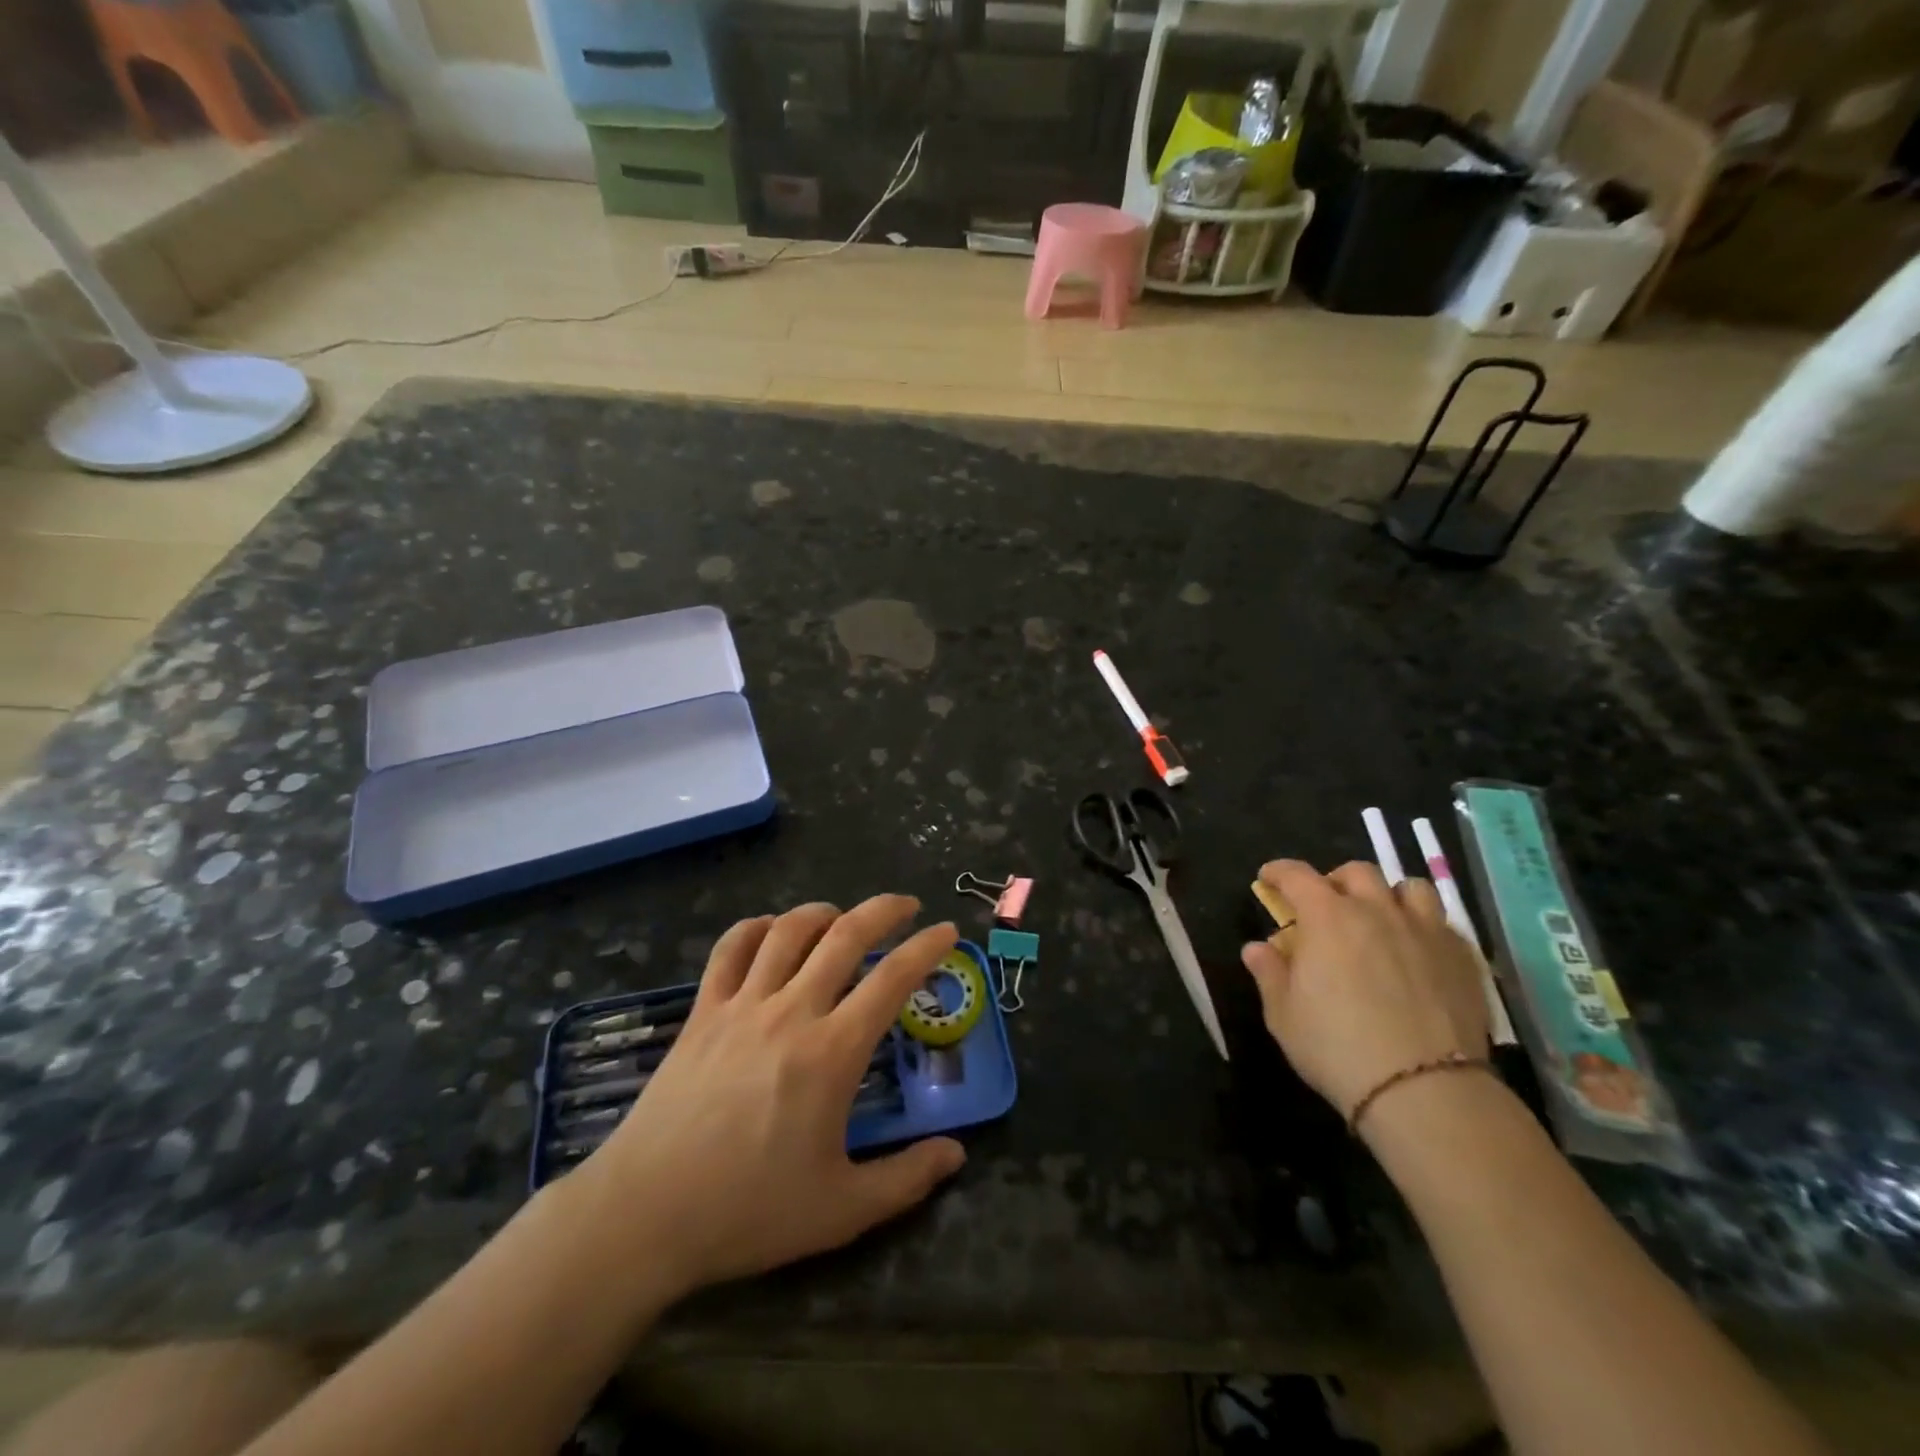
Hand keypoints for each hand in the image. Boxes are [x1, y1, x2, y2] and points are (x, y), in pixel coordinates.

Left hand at [582, 897, 965, 1297]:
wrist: (645, 1216)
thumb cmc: (749, 1212)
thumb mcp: (841, 1210)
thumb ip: (906, 1178)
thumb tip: (956, 1154)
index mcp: (832, 1053)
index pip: (892, 980)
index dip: (926, 948)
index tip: (947, 931)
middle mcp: (791, 1012)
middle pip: (845, 936)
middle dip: (884, 910)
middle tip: (907, 906)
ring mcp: (742, 1006)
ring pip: (789, 931)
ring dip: (823, 912)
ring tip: (842, 917)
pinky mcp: (702, 1011)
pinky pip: (731, 949)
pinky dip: (756, 928)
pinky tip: (771, 931)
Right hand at [1241, 861, 1489, 1123]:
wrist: (1425, 1090)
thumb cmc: (1337, 1047)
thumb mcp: (1284, 1015)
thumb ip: (1269, 974)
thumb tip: (1257, 948)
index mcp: (1327, 917)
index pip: (1297, 875)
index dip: (1279, 872)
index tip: (1268, 879)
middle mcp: (1377, 911)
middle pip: (1357, 872)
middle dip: (1336, 882)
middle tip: (1326, 907)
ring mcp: (1426, 931)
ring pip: (1410, 888)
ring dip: (1389, 897)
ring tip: (1381, 920)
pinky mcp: (1463, 959)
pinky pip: (1444, 925)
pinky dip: (1425, 928)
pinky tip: (1418, 953)